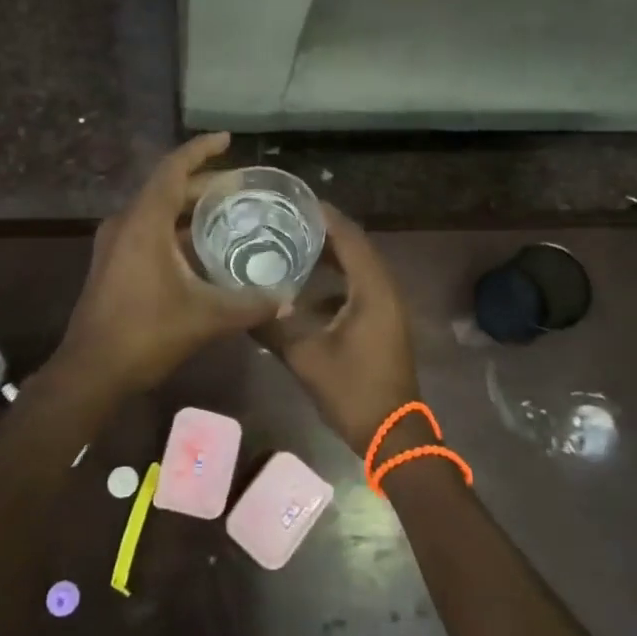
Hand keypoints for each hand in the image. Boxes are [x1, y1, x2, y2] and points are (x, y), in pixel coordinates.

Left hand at [55, 134, 278, 393]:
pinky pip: (148, 230)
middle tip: (242, 187)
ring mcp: (115, 244)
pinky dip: (176, 229)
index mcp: (144, 221)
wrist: (91, 371)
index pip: (173, 169)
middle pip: (167, 188)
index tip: (227, 139)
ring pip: (157, 211)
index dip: (200, 150)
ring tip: (228, 211)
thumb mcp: (206, 316)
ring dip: (190, 208)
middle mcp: (126, 223)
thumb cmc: (146, 333)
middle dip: (204, 183)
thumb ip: (250, 304)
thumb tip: (287, 298)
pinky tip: (202, 248)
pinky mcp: (113, 263)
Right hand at [263, 206, 418, 455]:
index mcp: (372, 290)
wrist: (393, 434)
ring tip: (294, 245)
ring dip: (331, 256)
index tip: (296, 200)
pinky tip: (307, 291)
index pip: (350, 238)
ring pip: (358, 269)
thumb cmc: (353, 391)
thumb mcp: (306, 358)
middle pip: (356, 247)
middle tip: (288, 219)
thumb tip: (243, 306)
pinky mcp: (383, 323)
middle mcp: (384, 290)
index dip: (325, 216)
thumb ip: (274, 327)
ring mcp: (387, 308)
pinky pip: (359, 288)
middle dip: (325, 232)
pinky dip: (336, 280)